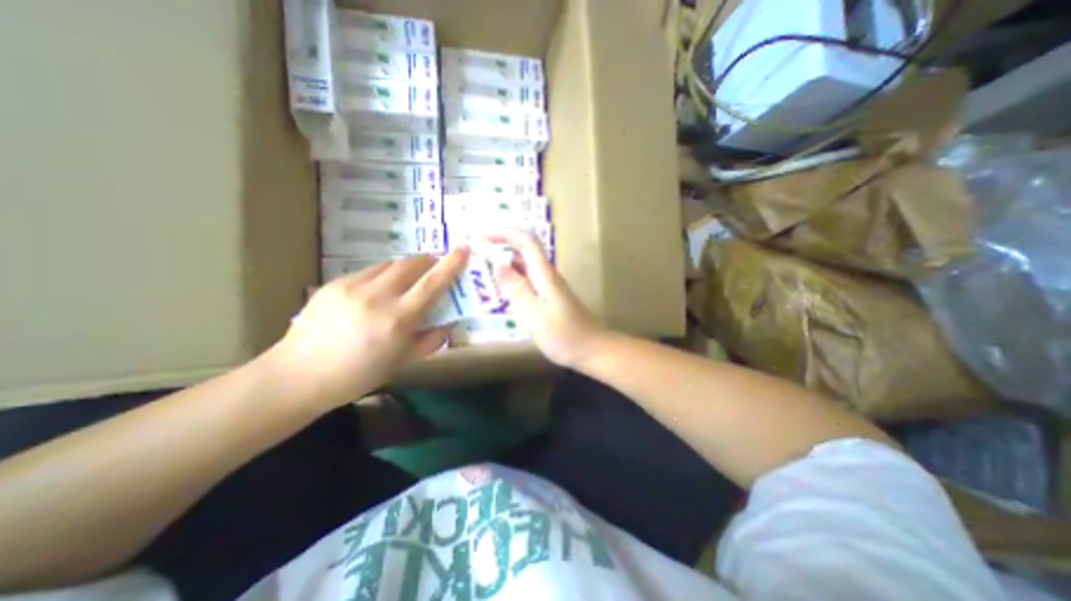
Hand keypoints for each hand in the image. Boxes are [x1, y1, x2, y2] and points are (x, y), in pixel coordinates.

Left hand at [267, 246, 468, 408]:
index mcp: (397, 320)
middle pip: (411, 264)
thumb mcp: (402, 363)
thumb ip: (431, 340)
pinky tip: (376, 293)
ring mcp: (352, 286)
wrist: (297, 376)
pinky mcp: (334, 283)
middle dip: (428, 262)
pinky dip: (382, 276)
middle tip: (434, 269)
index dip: (451, 264)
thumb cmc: (357, 375)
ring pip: (390, 264)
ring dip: (405, 269)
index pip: (432, 284)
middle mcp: (377, 297)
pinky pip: (369, 271)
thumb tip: (448, 324)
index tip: (463, 248)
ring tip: (405, 283)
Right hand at [488, 230, 604, 366]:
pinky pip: (527, 283)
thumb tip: (498, 265)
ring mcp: (549, 288)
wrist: (592, 350)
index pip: (526, 241)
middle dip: (500, 248)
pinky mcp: (549, 299)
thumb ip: (516, 290)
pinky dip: (511, 283)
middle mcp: (547, 276)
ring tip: (481, 275)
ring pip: (524, 269)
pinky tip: (500, 295)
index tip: (481, 235)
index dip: (504, 232)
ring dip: (503, 267)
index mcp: (544, 274)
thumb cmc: (564, 335)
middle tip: (474, 257)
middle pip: (523, 252)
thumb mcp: (535, 315)